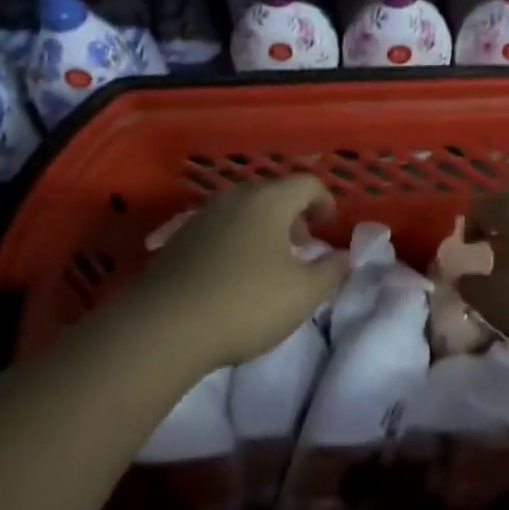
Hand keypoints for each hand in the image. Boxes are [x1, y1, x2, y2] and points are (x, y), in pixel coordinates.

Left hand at [134, 177, 348, 371]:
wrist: (165, 326)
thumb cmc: (245, 303)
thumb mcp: (303, 294)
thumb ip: (331, 271)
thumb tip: (343, 256)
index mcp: (269, 199)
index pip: (307, 183)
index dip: (325, 201)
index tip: (328, 228)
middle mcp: (235, 196)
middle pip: (273, 193)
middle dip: (293, 215)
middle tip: (302, 245)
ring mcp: (203, 214)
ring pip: (244, 209)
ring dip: (263, 228)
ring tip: (269, 262)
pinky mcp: (180, 237)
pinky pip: (220, 228)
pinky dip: (236, 239)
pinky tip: (233, 274)